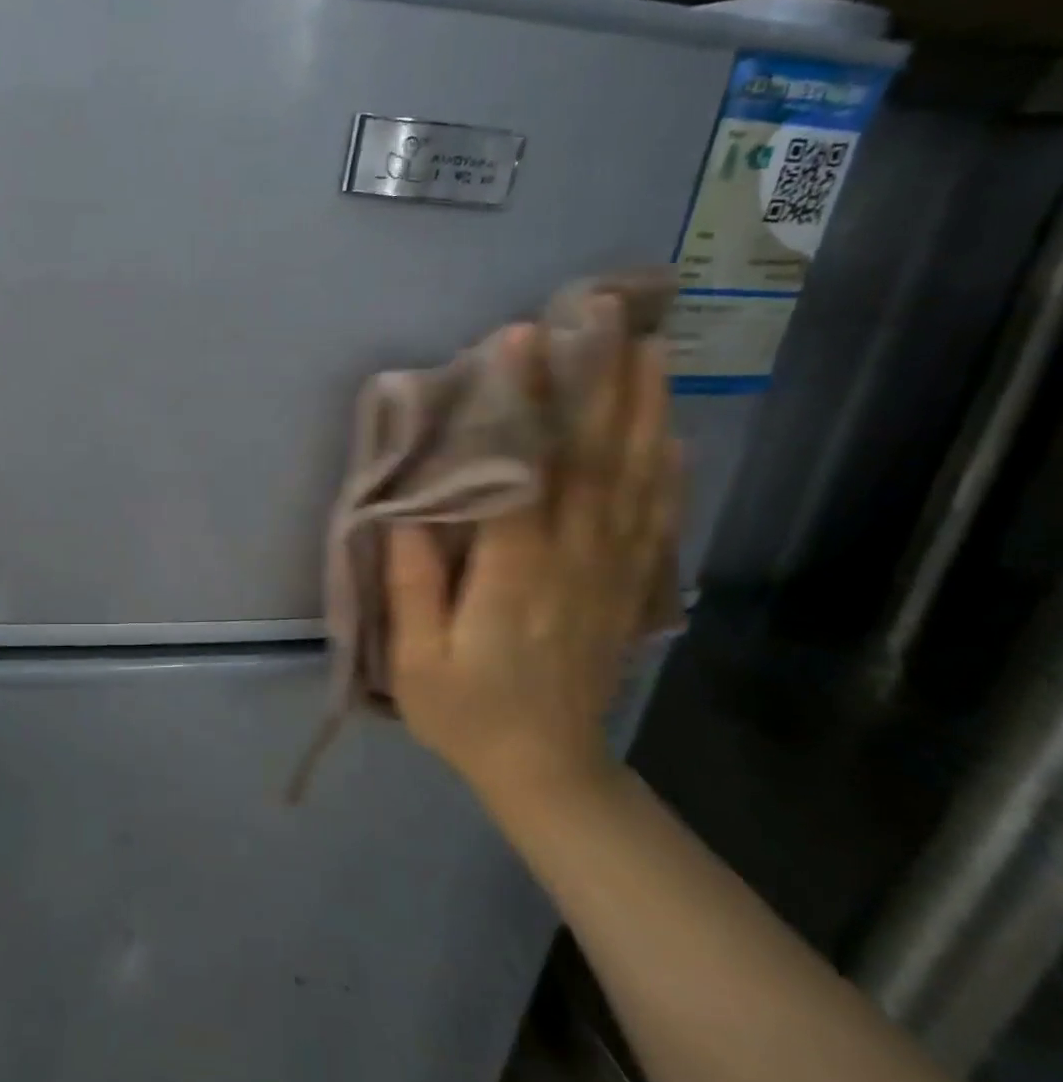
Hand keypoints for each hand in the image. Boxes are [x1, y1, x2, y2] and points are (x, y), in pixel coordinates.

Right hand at [386, 311, 679, 805]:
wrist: (547, 769)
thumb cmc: (466, 712)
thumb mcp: (415, 661)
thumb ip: (413, 585)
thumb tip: (408, 509)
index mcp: (515, 578)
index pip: (522, 475)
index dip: (522, 406)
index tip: (518, 340)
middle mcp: (574, 562)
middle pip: (594, 460)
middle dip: (599, 381)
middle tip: (603, 312)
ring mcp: (611, 574)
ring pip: (635, 479)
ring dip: (643, 409)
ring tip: (648, 346)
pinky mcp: (628, 587)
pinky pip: (656, 518)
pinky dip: (669, 469)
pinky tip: (673, 430)